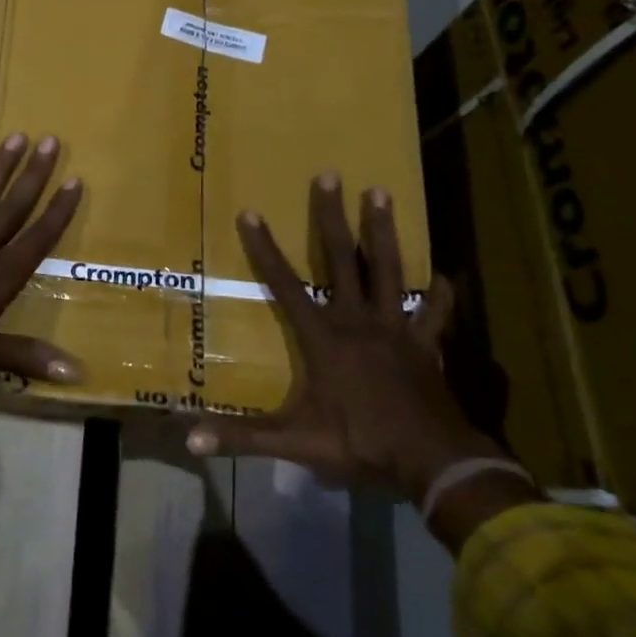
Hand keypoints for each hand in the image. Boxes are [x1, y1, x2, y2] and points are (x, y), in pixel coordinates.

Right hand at [184, 175, 502, 503]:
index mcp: (323, 336)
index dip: (265, 249)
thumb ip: (242, 437)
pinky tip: (446, 276)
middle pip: (340, 259)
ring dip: (382, 231)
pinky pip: (435, 313)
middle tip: (329, 175)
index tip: (251, 212)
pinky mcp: (425, 343)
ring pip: (388, 269)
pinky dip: (441, 295)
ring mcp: (395, 327)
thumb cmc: (358, 442)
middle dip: (331, 217)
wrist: (430, 460)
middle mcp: (357, 320)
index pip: (285, 284)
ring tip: (380, 192)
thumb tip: (189, 438)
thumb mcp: (294, 441)